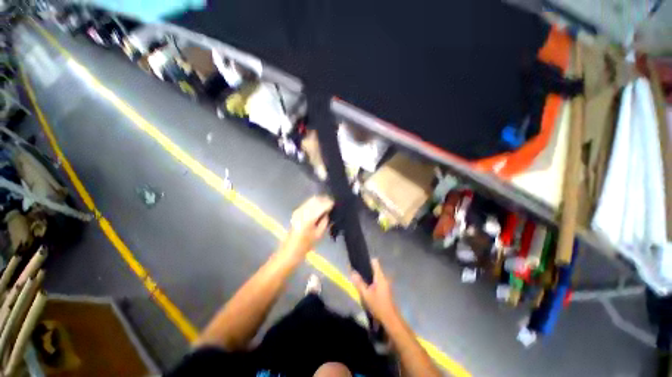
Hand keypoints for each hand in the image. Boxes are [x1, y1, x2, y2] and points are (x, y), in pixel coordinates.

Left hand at [280, 196, 333, 261]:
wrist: (289, 250)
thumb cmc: (305, 246)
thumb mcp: (318, 235)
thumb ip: (324, 222)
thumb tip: (327, 213)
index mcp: (309, 218)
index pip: (321, 205)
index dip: (328, 203)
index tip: (335, 203)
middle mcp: (303, 212)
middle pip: (315, 200)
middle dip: (324, 199)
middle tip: (331, 202)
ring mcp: (298, 211)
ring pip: (310, 200)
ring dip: (319, 200)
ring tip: (326, 203)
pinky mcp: (296, 212)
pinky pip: (307, 203)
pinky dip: (313, 202)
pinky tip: (318, 206)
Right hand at [351, 259, 397, 323]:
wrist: (390, 320)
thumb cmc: (378, 306)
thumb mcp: (366, 295)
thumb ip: (359, 283)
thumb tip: (352, 272)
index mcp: (380, 277)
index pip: (375, 262)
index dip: (367, 261)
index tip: (359, 263)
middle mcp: (384, 278)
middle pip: (375, 269)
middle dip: (366, 270)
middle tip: (357, 274)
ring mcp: (386, 284)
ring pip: (376, 276)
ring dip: (369, 277)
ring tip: (360, 281)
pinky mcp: (386, 289)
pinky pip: (378, 281)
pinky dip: (372, 283)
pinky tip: (367, 289)